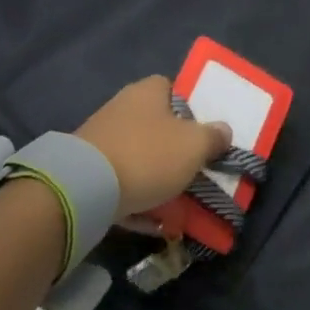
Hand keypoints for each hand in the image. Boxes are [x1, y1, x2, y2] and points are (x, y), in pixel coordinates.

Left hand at [77, 76, 232, 217]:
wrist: (86, 187)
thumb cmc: (148, 155)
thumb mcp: (194, 145)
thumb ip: (213, 137)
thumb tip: (223, 130)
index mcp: (147, 91)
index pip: (172, 88)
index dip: (191, 108)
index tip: (205, 133)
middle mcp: (122, 107)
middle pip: (156, 124)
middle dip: (175, 148)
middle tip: (196, 169)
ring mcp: (102, 138)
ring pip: (140, 156)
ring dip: (157, 176)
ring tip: (180, 202)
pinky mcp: (89, 169)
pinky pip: (122, 183)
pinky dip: (138, 199)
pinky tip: (153, 222)